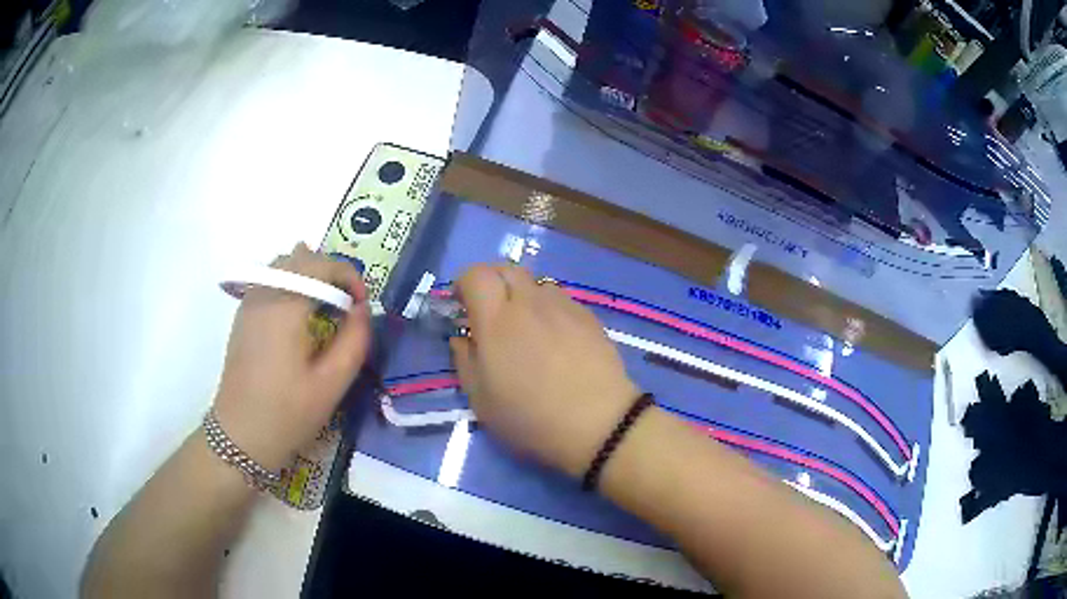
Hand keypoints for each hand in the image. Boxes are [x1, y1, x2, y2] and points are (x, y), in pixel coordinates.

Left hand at [213, 243, 370, 470]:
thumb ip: (355, 340)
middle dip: (332, 272)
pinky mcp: (243, 314)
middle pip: (302, 257)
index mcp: (285, 306)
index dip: (350, 276)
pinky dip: (292, 282)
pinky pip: (270, 279)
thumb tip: (363, 309)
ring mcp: (249, 301)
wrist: (241, 435)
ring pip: (284, 264)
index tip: (362, 306)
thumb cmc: (288, 413)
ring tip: (327, 305)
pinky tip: (301, 312)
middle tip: (348, 305)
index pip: (323, 264)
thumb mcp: (332, 383)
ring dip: (311, 274)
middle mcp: (264, 292)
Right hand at [449, 264, 640, 476]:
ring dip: (523, 296)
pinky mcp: (588, 316)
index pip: (476, 274)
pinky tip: (556, 339)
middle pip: (507, 268)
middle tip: (491, 313)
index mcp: (497, 320)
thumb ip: (465, 361)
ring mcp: (563, 306)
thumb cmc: (531, 417)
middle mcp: (530, 303)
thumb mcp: (482, 401)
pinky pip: (561, 299)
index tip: (463, 306)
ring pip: (536, 283)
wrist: (598, 422)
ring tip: (527, 328)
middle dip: (493, 282)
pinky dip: (549, 309)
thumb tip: (462, 338)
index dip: (464, 283)